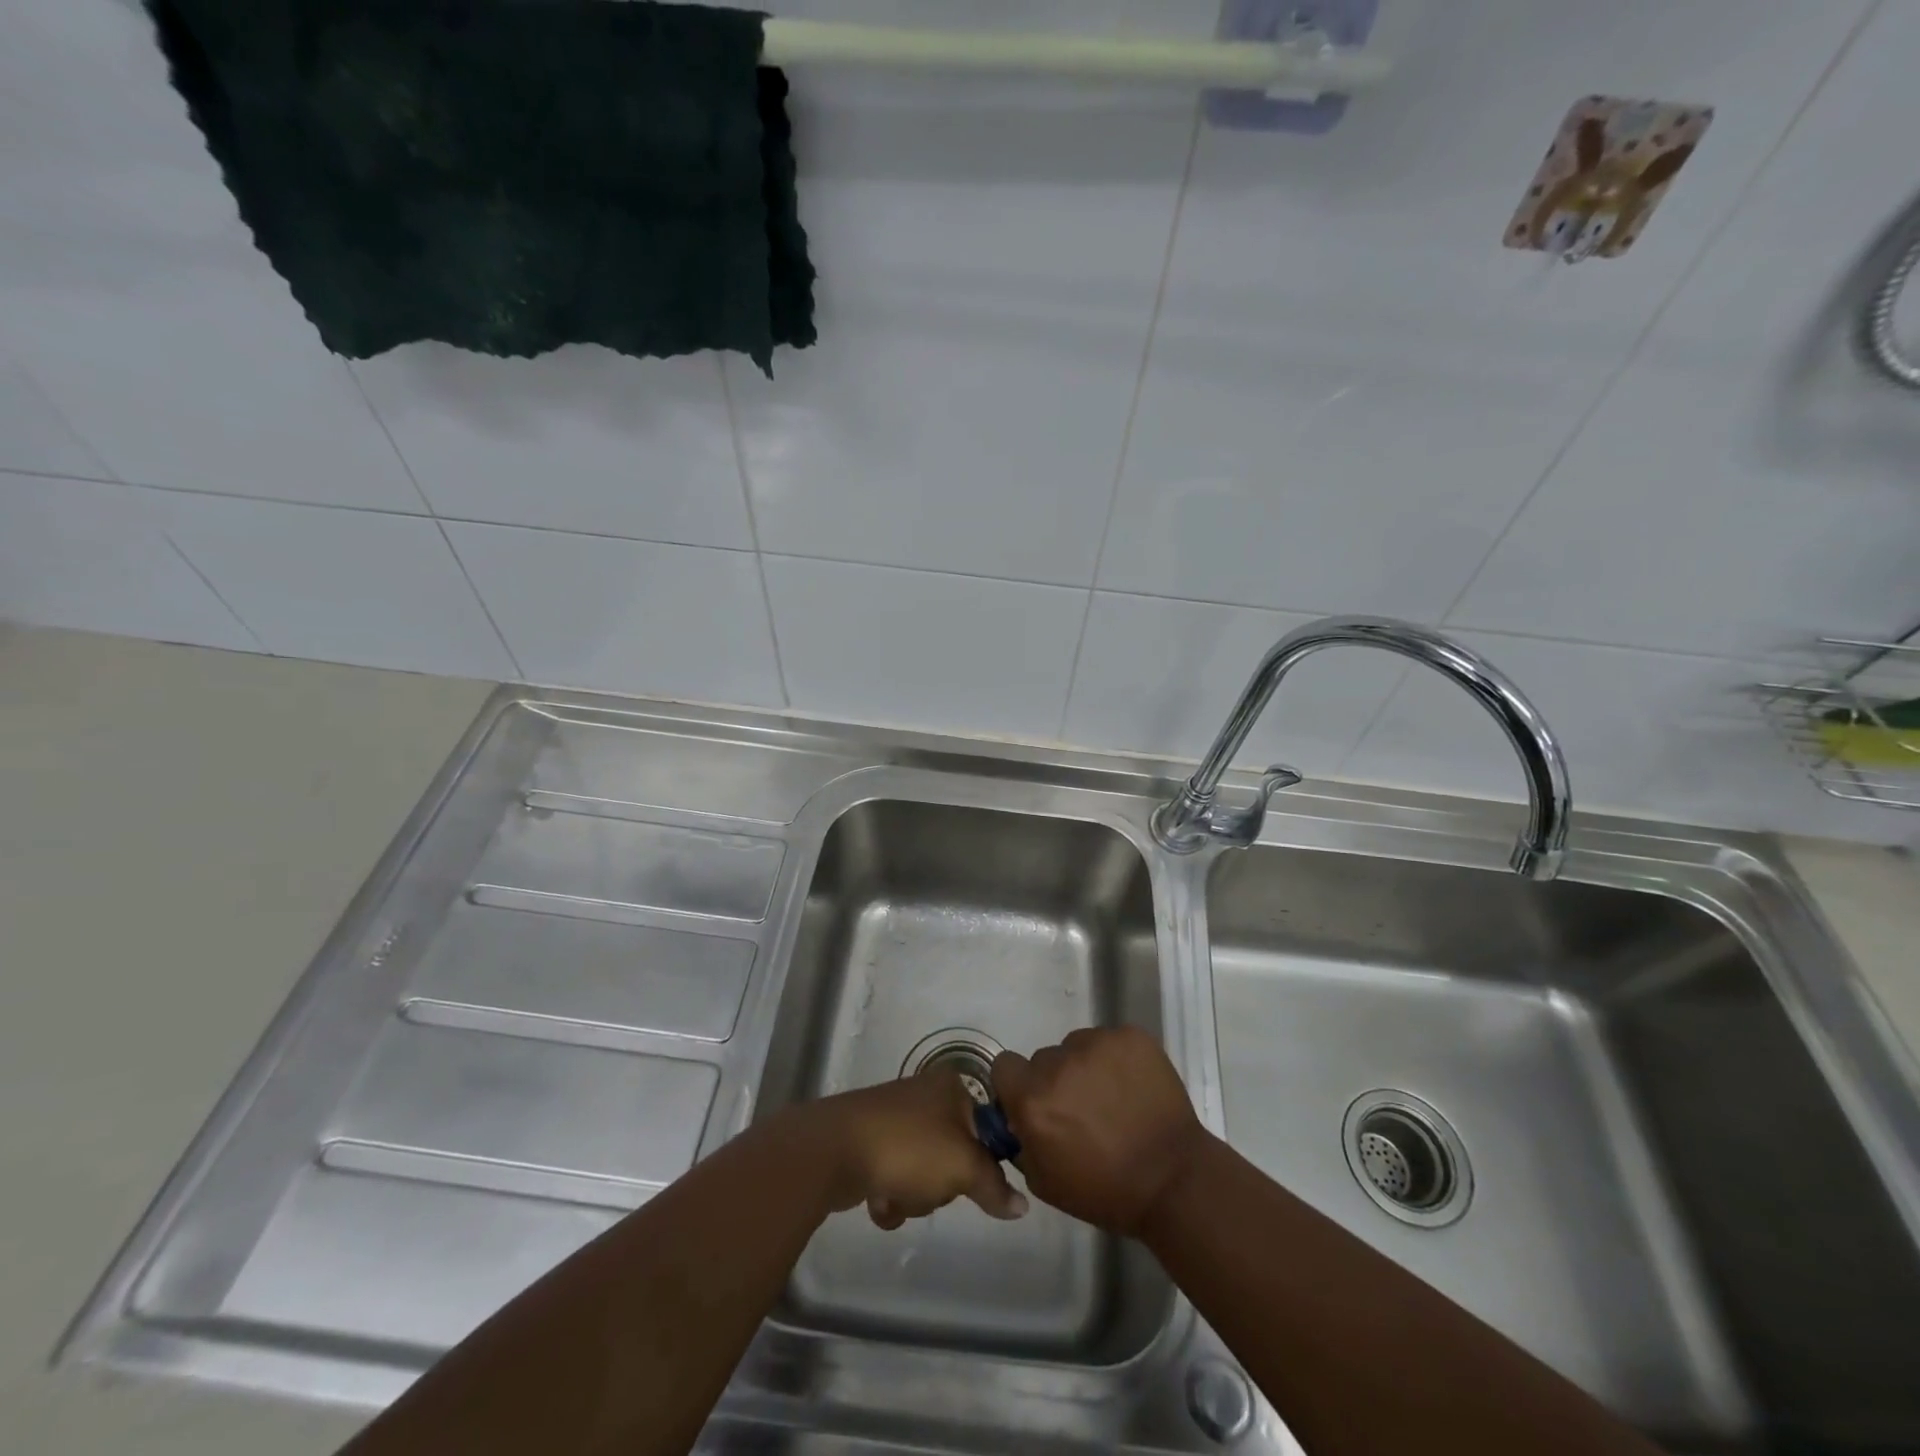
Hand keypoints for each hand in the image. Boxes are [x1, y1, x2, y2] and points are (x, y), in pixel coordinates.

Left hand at [809, 1072, 1027, 1228]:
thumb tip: (1022, 1206)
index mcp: (951, 1087)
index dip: (982, 1161)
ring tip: (896, 1195)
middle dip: (941, 1184)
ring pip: (924, 1172)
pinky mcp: (870, 1142)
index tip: (970, 1180)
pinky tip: (878, 1201)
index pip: (987, 1128)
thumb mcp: (963, 1166)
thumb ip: (995, 1186)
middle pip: (954, 1155)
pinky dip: (890, 1196)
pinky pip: (895, 1177)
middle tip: (929, 1186)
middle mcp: (925, 1096)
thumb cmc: (908, 1147)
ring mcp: (895, 1118)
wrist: (834, 1149)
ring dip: (914, 1196)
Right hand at [991, 1027, 1205, 1235]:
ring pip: (1077, 1046)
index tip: (1036, 1101)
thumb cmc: (1105, 1191)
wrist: (1173, 1180)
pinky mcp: (1129, 1037)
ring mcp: (1097, 1044)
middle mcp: (1059, 1062)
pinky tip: (1133, 1086)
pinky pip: (1110, 1041)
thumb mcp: (1044, 1181)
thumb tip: (1018, 1117)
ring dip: (1086, 1067)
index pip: (1005, 1066)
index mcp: (1033, 1098)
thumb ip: (1021, 1140)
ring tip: (1113, 1098)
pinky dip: (1117, 1059)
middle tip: (1081, 1107)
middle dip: (1056, 1079)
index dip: (1018, 1084)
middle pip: (1045, 1058)